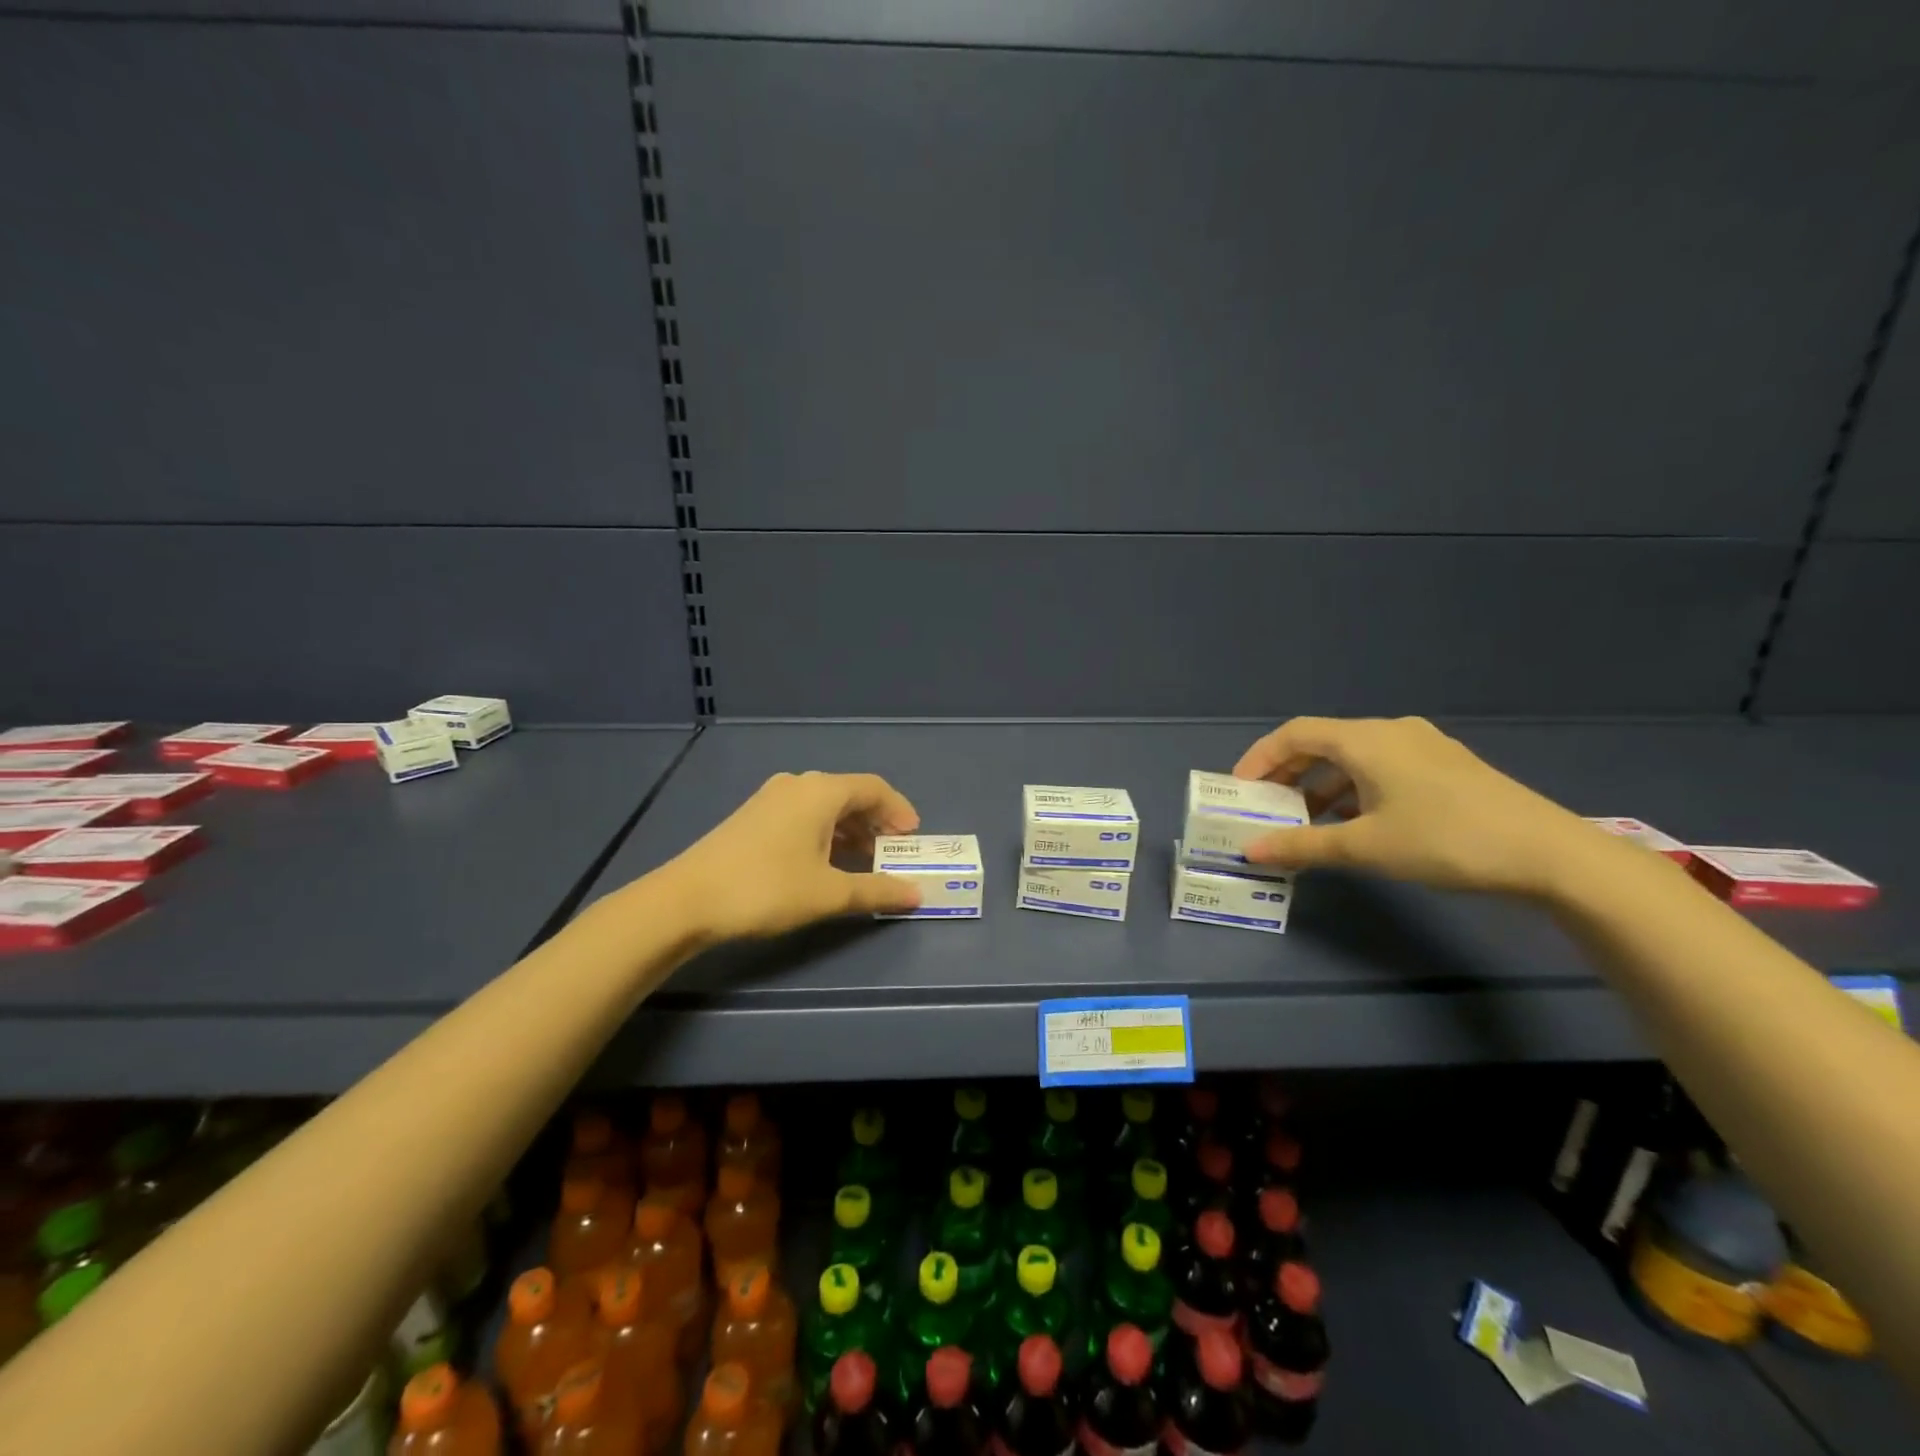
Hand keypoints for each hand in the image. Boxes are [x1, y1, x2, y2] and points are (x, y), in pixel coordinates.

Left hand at [661, 770, 922, 940]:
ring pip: (825, 807)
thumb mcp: (828, 894)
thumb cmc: (766, 888)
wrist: (686, 900)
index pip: (874, 788)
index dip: (899, 811)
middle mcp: (798, 785)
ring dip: (850, 831)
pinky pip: (803, 815)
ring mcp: (771, 798)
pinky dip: (825, 834)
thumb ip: (876, 890)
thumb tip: (915, 893)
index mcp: (820, 791)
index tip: (913, 839)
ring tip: (864, 863)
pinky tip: (825, 863)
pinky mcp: (753, 816)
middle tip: (893, 854)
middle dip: (876, 823)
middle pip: (850, 795)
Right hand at [1232, 716, 1601, 896]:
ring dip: (1320, 785)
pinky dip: (1353, 788)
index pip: (1294, 734)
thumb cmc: (1444, 840)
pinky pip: (1380, 767)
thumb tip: (1250, 851)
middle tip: (1265, 806)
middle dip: (1288, 774)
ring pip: (1353, 757)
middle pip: (1322, 743)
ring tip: (1305, 821)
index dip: (1260, 758)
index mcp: (1366, 740)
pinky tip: (1353, 821)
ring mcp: (1423, 746)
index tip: (1239, 789)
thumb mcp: (1365, 847)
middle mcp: (1391, 731)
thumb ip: (1302, 846)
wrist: (1548, 854)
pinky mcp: (1445, 766)